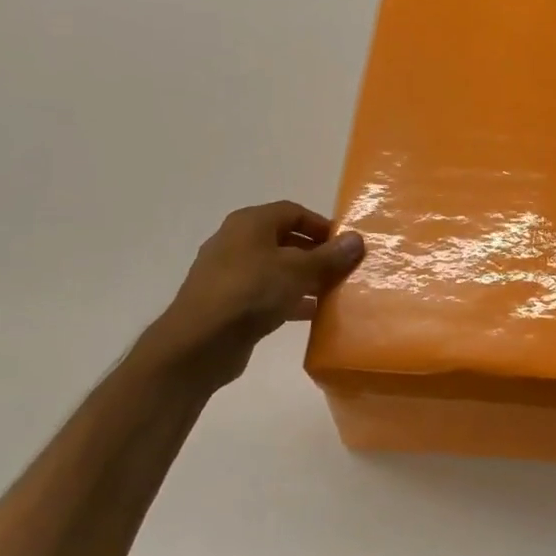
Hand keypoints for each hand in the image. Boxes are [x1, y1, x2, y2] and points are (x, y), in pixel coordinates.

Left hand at [136, 201, 364, 386]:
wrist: (199, 343)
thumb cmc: (251, 292)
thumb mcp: (298, 271)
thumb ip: (329, 256)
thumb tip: (357, 239)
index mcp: (250, 223)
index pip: (294, 212)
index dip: (322, 225)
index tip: (346, 245)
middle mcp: (237, 241)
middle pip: (285, 239)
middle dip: (316, 253)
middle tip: (342, 269)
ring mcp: (229, 273)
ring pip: (276, 268)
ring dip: (304, 278)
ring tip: (332, 292)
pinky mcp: (228, 303)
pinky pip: (265, 293)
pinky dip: (289, 298)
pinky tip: (311, 313)